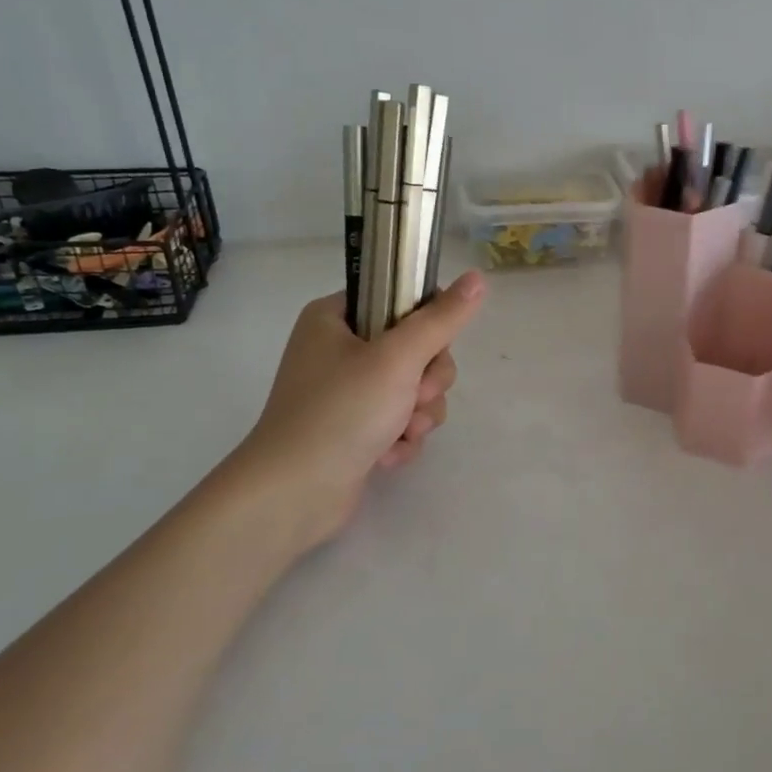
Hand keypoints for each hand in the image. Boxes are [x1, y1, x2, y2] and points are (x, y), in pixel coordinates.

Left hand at [231, 271, 487, 546]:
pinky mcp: (355, 429)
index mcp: (335, 318)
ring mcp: (346, 392)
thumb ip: (441, 319)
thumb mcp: (398, 358)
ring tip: (399, 432)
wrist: (293, 494)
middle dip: (425, 381)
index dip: (425, 325)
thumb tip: (478, 277)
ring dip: (418, 414)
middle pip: (416, 349)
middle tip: (413, 397)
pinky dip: (401, 437)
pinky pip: (400, 420)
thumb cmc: (342, 412)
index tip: (427, 349)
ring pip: (414, 389)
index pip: (399, 301)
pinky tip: (387, 454)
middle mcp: (338, 350)